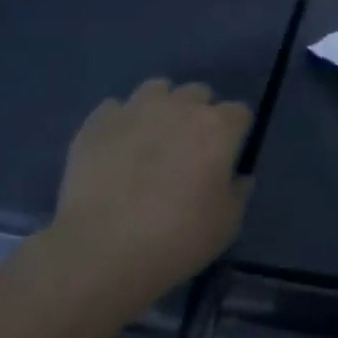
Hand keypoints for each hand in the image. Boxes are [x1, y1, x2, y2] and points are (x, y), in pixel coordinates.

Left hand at [47, 79, 253, 301]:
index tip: (229, 156)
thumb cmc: (178, 237)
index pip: (240, 112)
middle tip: (191, 147)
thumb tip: (238, 177)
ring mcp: (134, 110)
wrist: (102, 248)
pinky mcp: (97, 123)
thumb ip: (238, 192)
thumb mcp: (227, 224)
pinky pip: (115, 108)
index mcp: (217, 128)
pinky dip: (122, 122)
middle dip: (200, 113)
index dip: (237, 132)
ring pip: (156, 89)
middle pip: (198, 93)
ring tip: (153, 137)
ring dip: (162, 106)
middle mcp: (178, 107)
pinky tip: (117, 148)